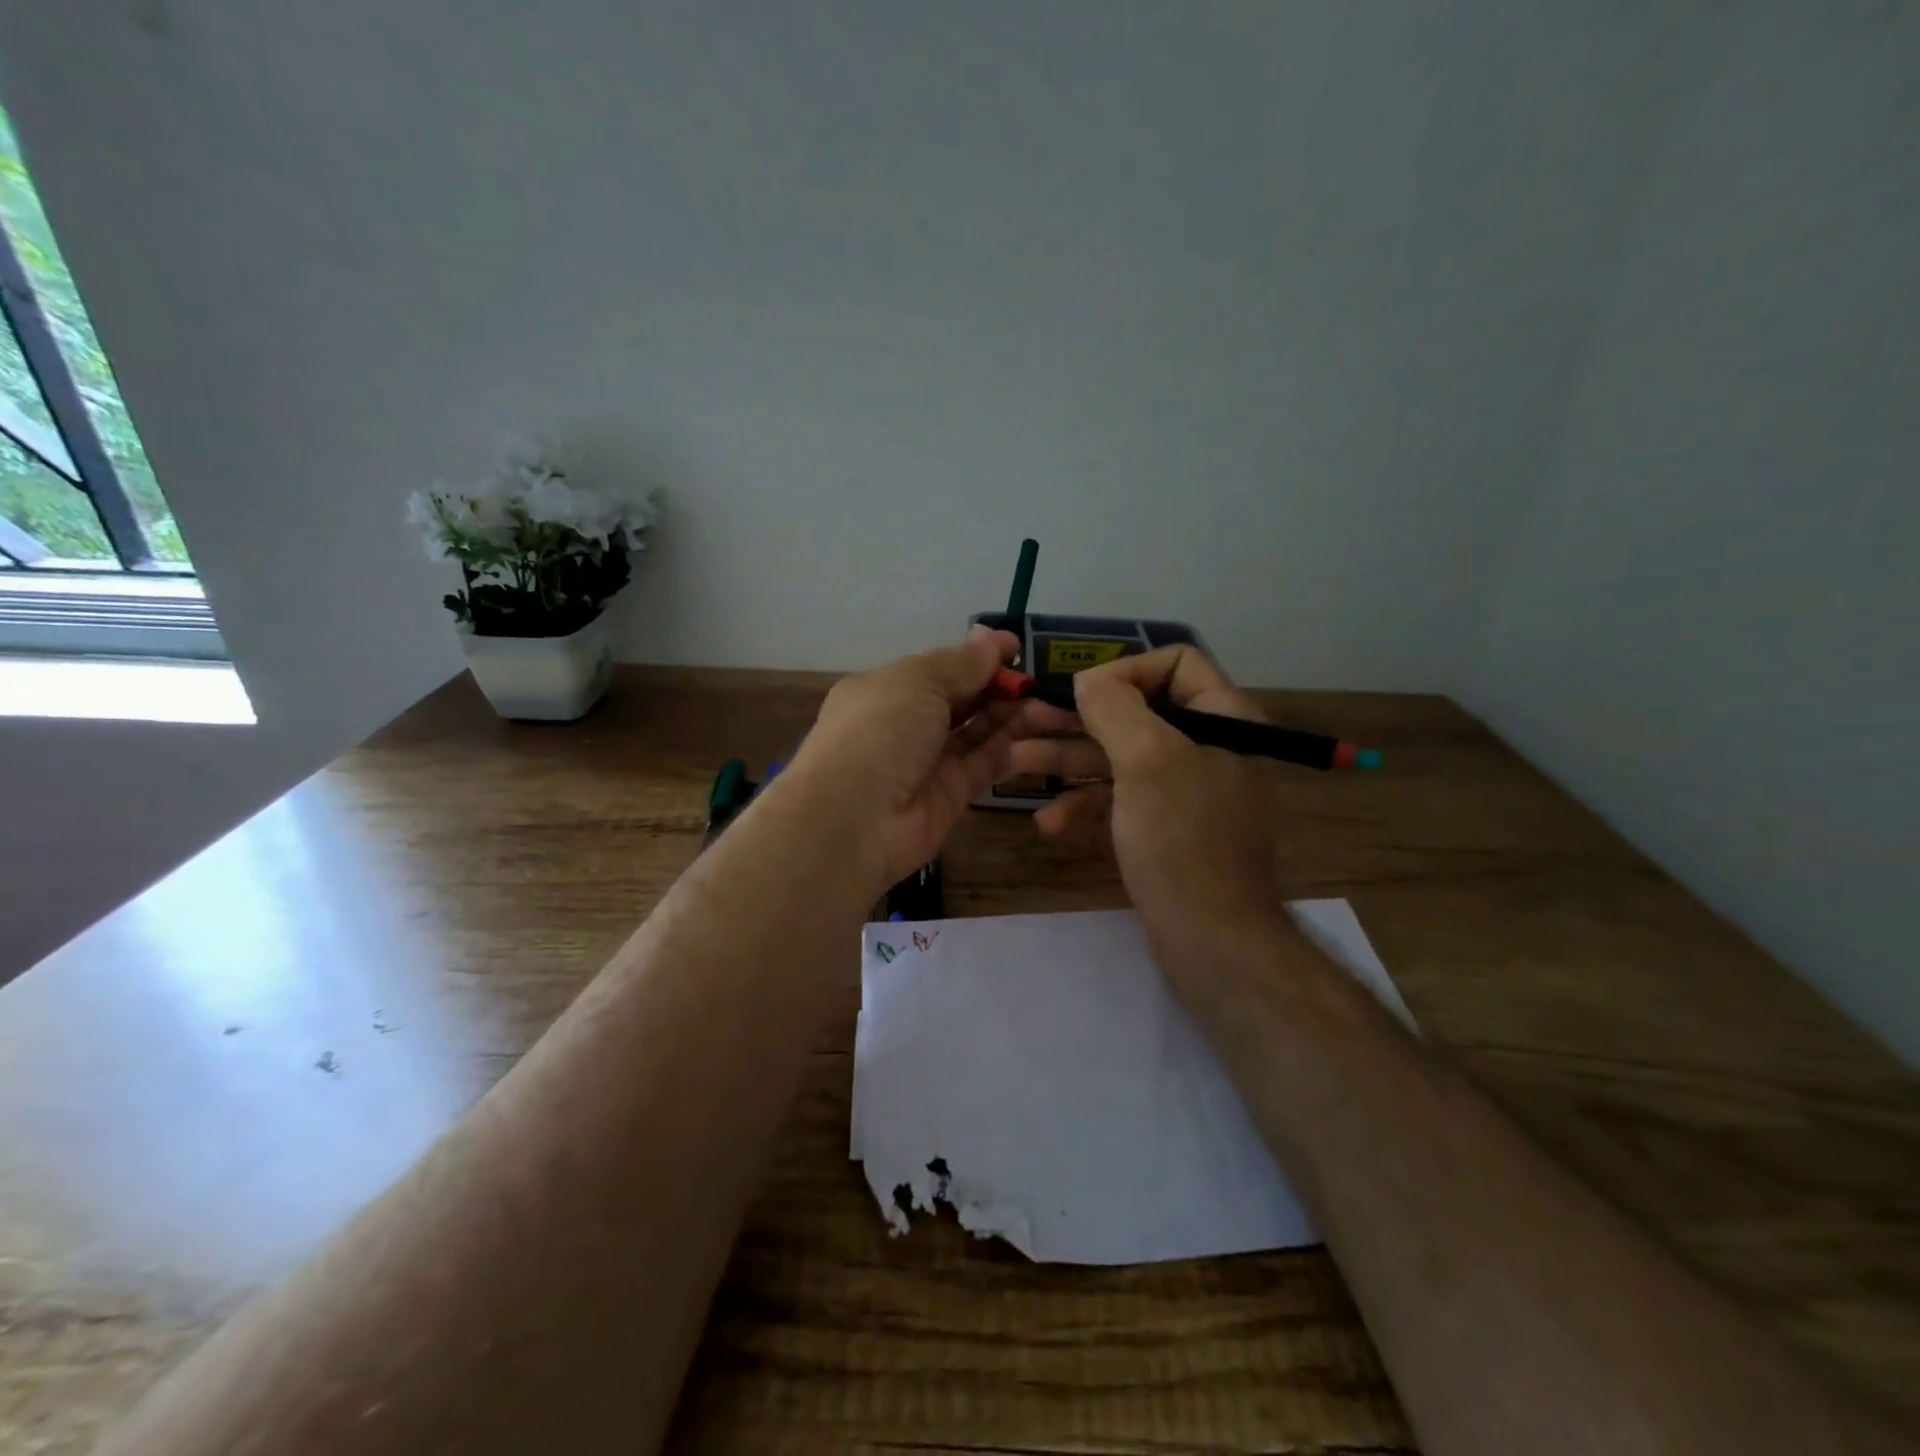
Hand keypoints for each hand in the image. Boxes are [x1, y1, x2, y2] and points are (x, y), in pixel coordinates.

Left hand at [787, 626, 1070, 888]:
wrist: (854, 818)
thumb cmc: (880, 730)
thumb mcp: (918, 682)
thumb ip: (961, 663)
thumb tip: (993, 637)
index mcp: (888, 690)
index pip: (940, 669)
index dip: (978, 658)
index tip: (1017, 648)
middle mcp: (907, 724)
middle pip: (962, 700)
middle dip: (999, 687)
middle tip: (1040, 681)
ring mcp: (929, 762)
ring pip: (978, 732)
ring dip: (1011, 716)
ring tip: (1049, 704)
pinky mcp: (952, 795)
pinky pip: (986, 765)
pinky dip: (1011, 748)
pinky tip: (1041, 731)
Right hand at [1007, 646, 1294, 960]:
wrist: (1212, 941)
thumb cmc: (1182, 841)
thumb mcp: (1148, 761)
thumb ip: (1116, 708)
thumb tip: (1089, 681)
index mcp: (1223, 719)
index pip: (1175, 664)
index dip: (1125, 671)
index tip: (1079, 694)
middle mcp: (1207, 747)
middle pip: (1136, 712)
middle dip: (1077, 719)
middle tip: (1025, 722)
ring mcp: (1185, 791)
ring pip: (1120, 758)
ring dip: (1069, 760)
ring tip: (1016, 764)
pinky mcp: (1165, 828)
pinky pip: (1121, 800)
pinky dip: (1086, 805)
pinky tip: (1049, 823)